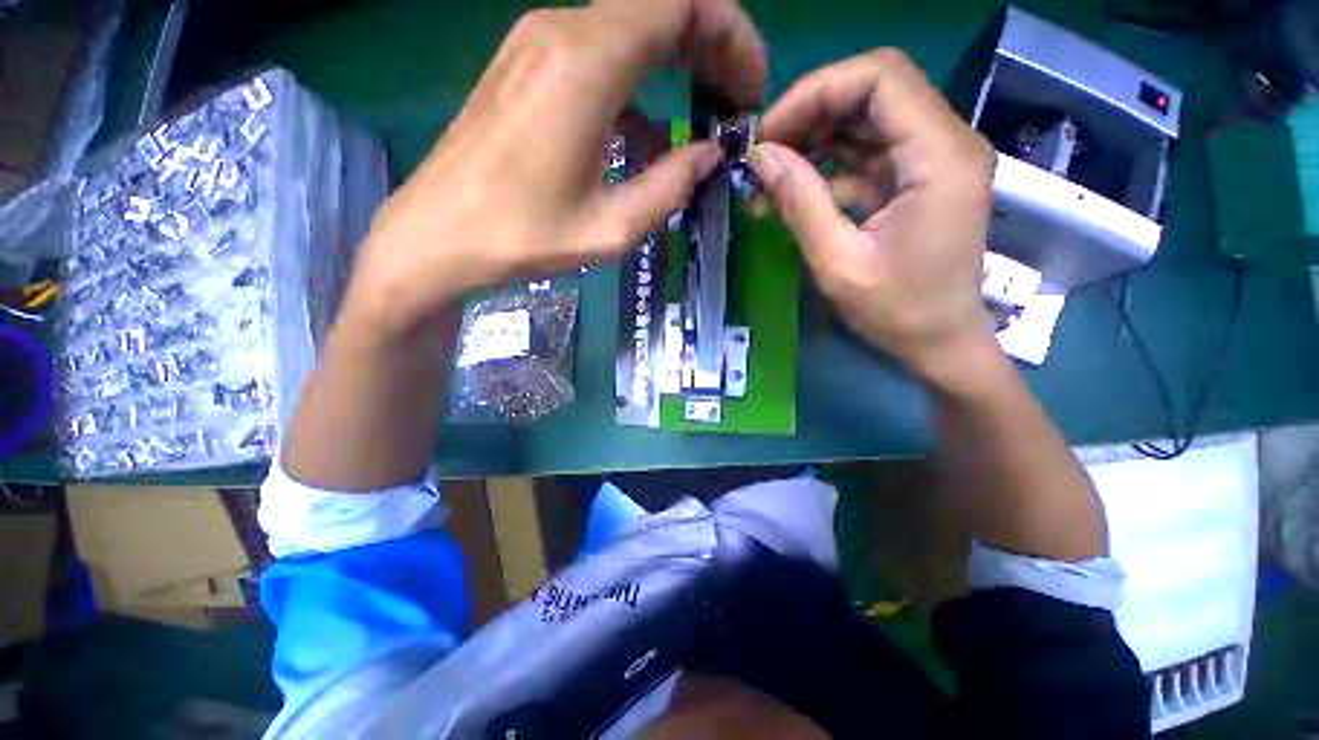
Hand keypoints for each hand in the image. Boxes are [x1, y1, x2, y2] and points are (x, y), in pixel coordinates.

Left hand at [342, 0, 766, 340]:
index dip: (730, 33)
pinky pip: (600, 50)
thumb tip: (709, 155)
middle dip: (711, 43)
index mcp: (585, 65)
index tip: (748, 87)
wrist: (437, 236)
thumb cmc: (522, 238)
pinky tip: (648, 128)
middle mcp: (561, 32)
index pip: (681, 0)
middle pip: (659, 4)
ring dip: (678, 58)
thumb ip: (669, 186)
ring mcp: (537, 43)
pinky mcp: (525, 64)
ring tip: (704, 110)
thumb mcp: (610, 228)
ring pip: (631, 23)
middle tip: (734, 101)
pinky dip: (640, 76)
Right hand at [749, 49, 997, 390]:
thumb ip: (800, 203)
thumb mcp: (839, 263)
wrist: (941, 342)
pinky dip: (827, 165)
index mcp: (940, 156)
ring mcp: (933, 159)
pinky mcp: (918, 178)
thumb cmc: (897, 311)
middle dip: (810, 113)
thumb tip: (760, 156)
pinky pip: (867, 153)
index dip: (815, 92)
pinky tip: (792, 192)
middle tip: (764, 153)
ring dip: (814, 139)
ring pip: (866, 119)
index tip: (768, 134)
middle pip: (873, 90)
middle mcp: (946, 141)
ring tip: (769, 175)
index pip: (879, 77)